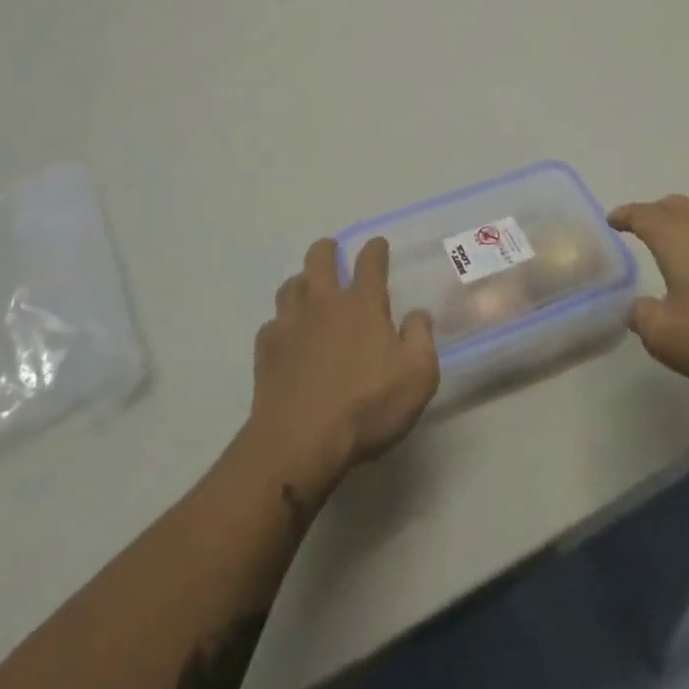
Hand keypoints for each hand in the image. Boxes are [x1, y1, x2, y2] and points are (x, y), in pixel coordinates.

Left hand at [247, 237, 439, 494]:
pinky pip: (272, 325)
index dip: (375, 249)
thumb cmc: (366, 407)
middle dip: (327, 250)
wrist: (299, 443)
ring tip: (307, 289)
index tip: (378, 245)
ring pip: (290, 286)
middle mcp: (324, 304)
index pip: (370, 262)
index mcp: (363, 305)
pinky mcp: (266, 351)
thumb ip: (421, 339)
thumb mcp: (418, 376)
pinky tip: (286, 337)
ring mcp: (290, 325)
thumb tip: (418, 315)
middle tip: (332, 251)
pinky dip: (281, 325)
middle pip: (319, 259)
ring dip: (301, 282)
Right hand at [609, 194, 688, 391]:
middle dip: (654, 212)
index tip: (612, 219)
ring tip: (676, 247)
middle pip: (674, 206)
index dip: (625, 215)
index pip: (642, 214)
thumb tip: (638, 308)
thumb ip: (642, 318)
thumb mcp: (666, 336)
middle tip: (641, 226)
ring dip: (684, 226)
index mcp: (675, 237)